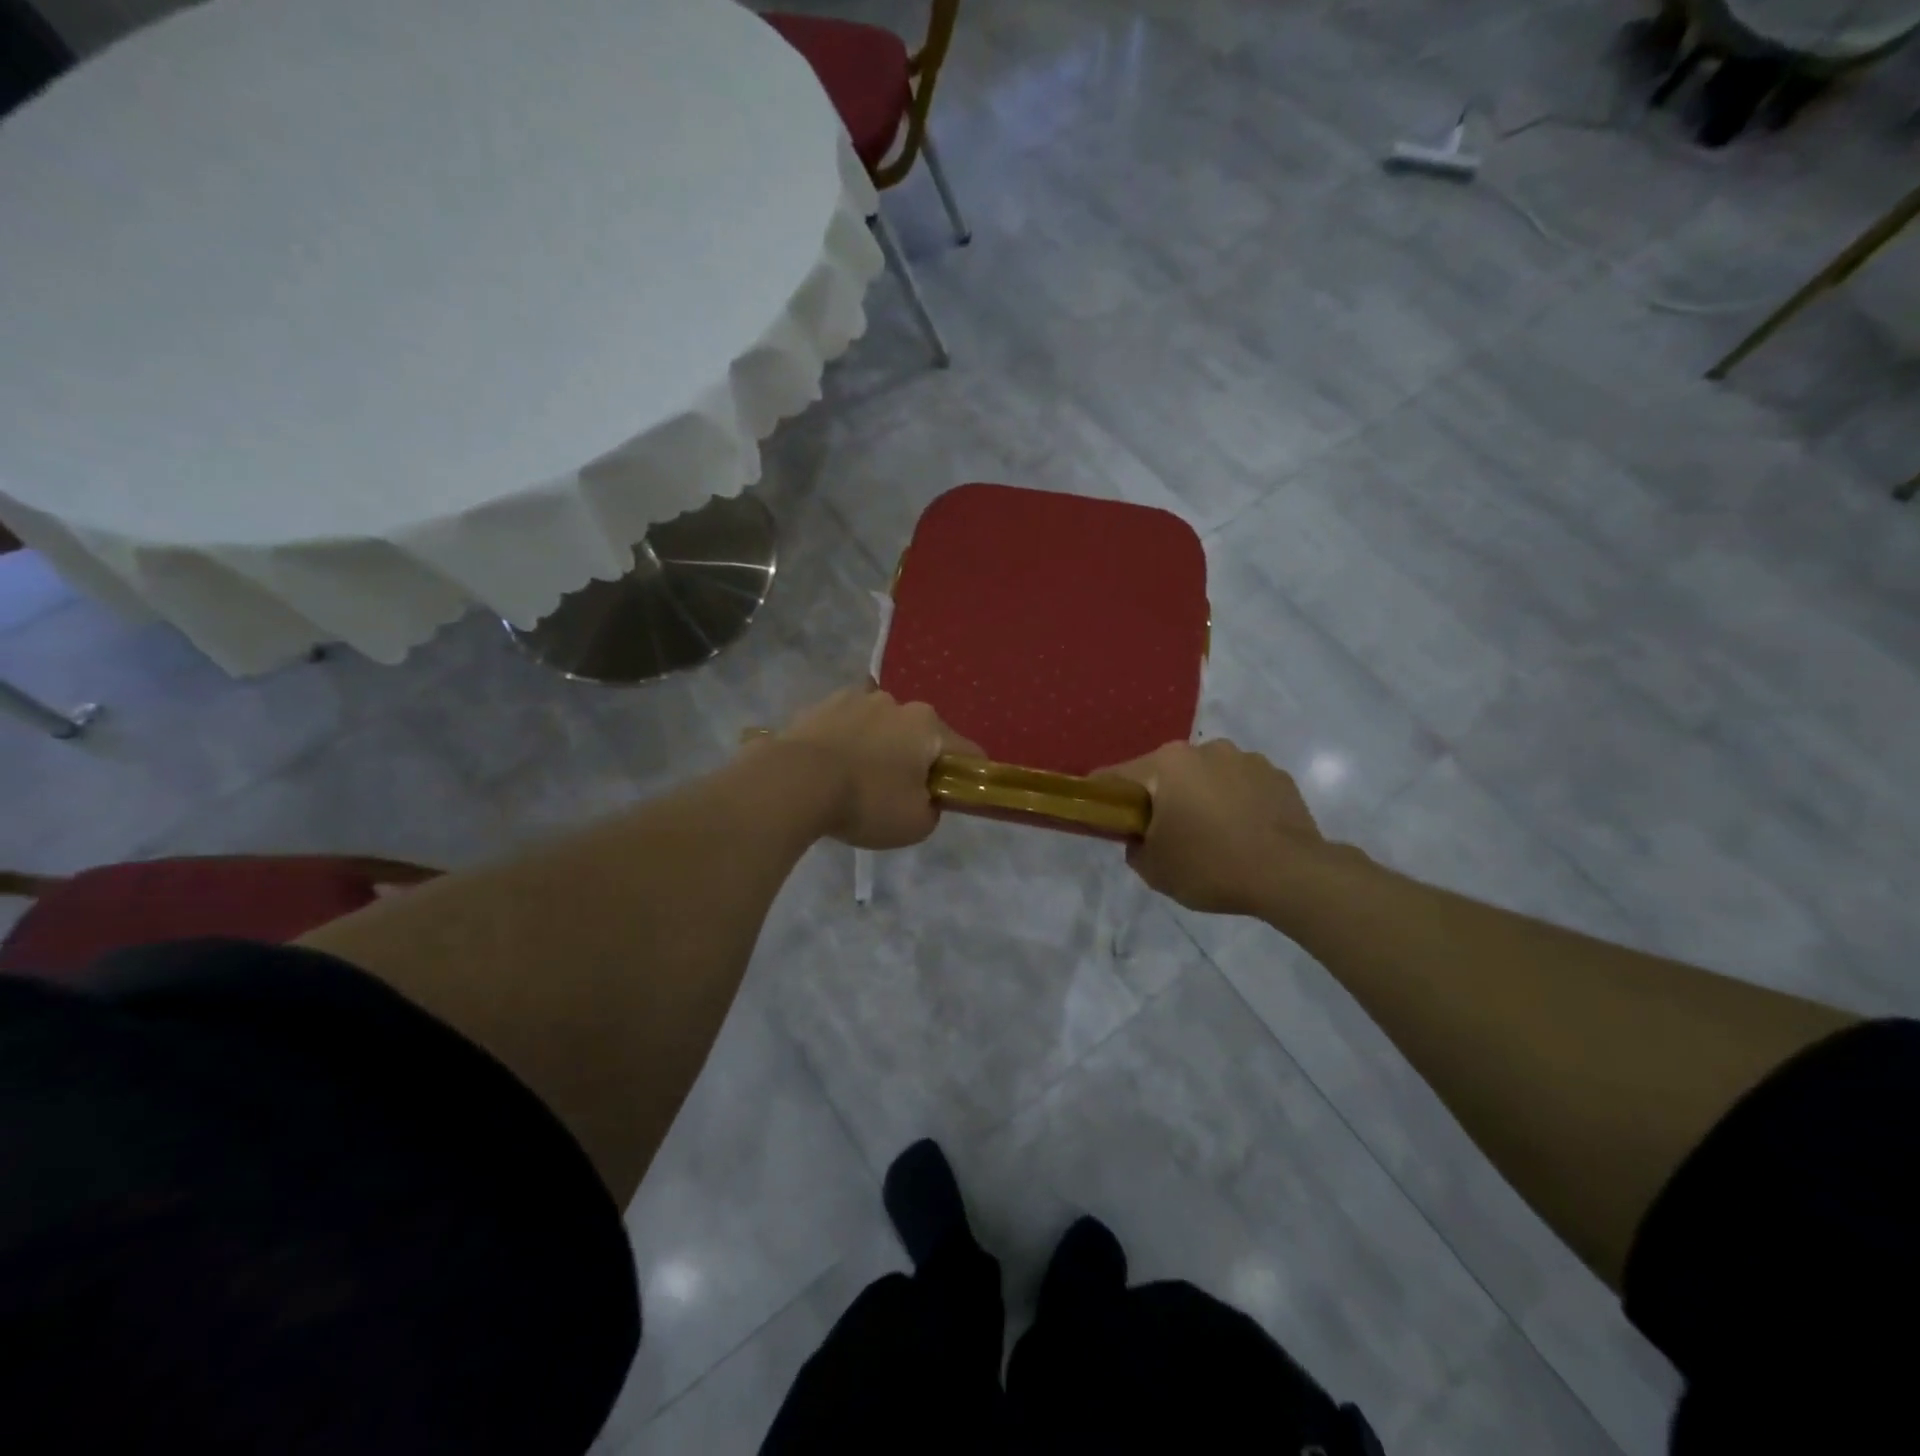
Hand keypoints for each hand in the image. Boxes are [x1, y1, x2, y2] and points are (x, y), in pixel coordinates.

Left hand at [772, 687, 981, 849]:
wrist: (793, 783)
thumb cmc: (866, 801)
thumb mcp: (916, 823)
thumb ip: (933, 809)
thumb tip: (926, 798)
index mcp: (927, 724)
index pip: (966, 752)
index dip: (967, 777)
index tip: (954, 800)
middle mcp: (895, 702)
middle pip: (919, 736)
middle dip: (916, 761)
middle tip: (899, 795)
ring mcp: (854, 699)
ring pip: (880, 728)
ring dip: (879, 749)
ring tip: (858, 783)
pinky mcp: (818, 707)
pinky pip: (845, 729)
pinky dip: (846, 746)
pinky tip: (832, 771)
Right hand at [1101, 739, 1330, 915]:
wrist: (1291, 875)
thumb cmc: (1211, 866)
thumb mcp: (1155, 870)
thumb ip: (1135, 848)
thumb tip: (1141, 838)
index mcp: (1167, 764)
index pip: (1117, 776)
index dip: (1105, 798)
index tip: (1107, 820)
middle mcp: (1204, 749)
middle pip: (1166, 773)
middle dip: (1161, 798)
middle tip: (1166, 835)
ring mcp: (1245, 758)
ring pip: (1207, 776)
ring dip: (1202, 797)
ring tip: (1214, 836)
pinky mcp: (1277, 775)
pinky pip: (1242, 786)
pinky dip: (1236, 803)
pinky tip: (1245, 834)